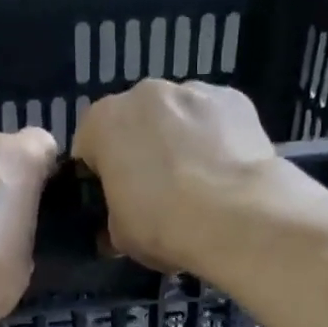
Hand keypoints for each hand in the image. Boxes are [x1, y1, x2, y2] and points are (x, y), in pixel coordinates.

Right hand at [72, 78, 281, 272]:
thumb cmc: (163, 225)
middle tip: (158, 190)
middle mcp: (145, 93)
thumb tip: (117, 226)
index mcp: (104, 122)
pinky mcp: (236, 99)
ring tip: (200, 181)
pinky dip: (218, 137)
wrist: (238, 219)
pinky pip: (216, 118)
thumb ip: (112, 217)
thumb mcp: (120, 235)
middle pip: (135, 122)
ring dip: (180, 139)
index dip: (100, 173)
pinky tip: (227, 170)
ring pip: (178, 116)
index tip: (115, 198)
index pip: (89, 145)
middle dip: (142, 149)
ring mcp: (194, 91)